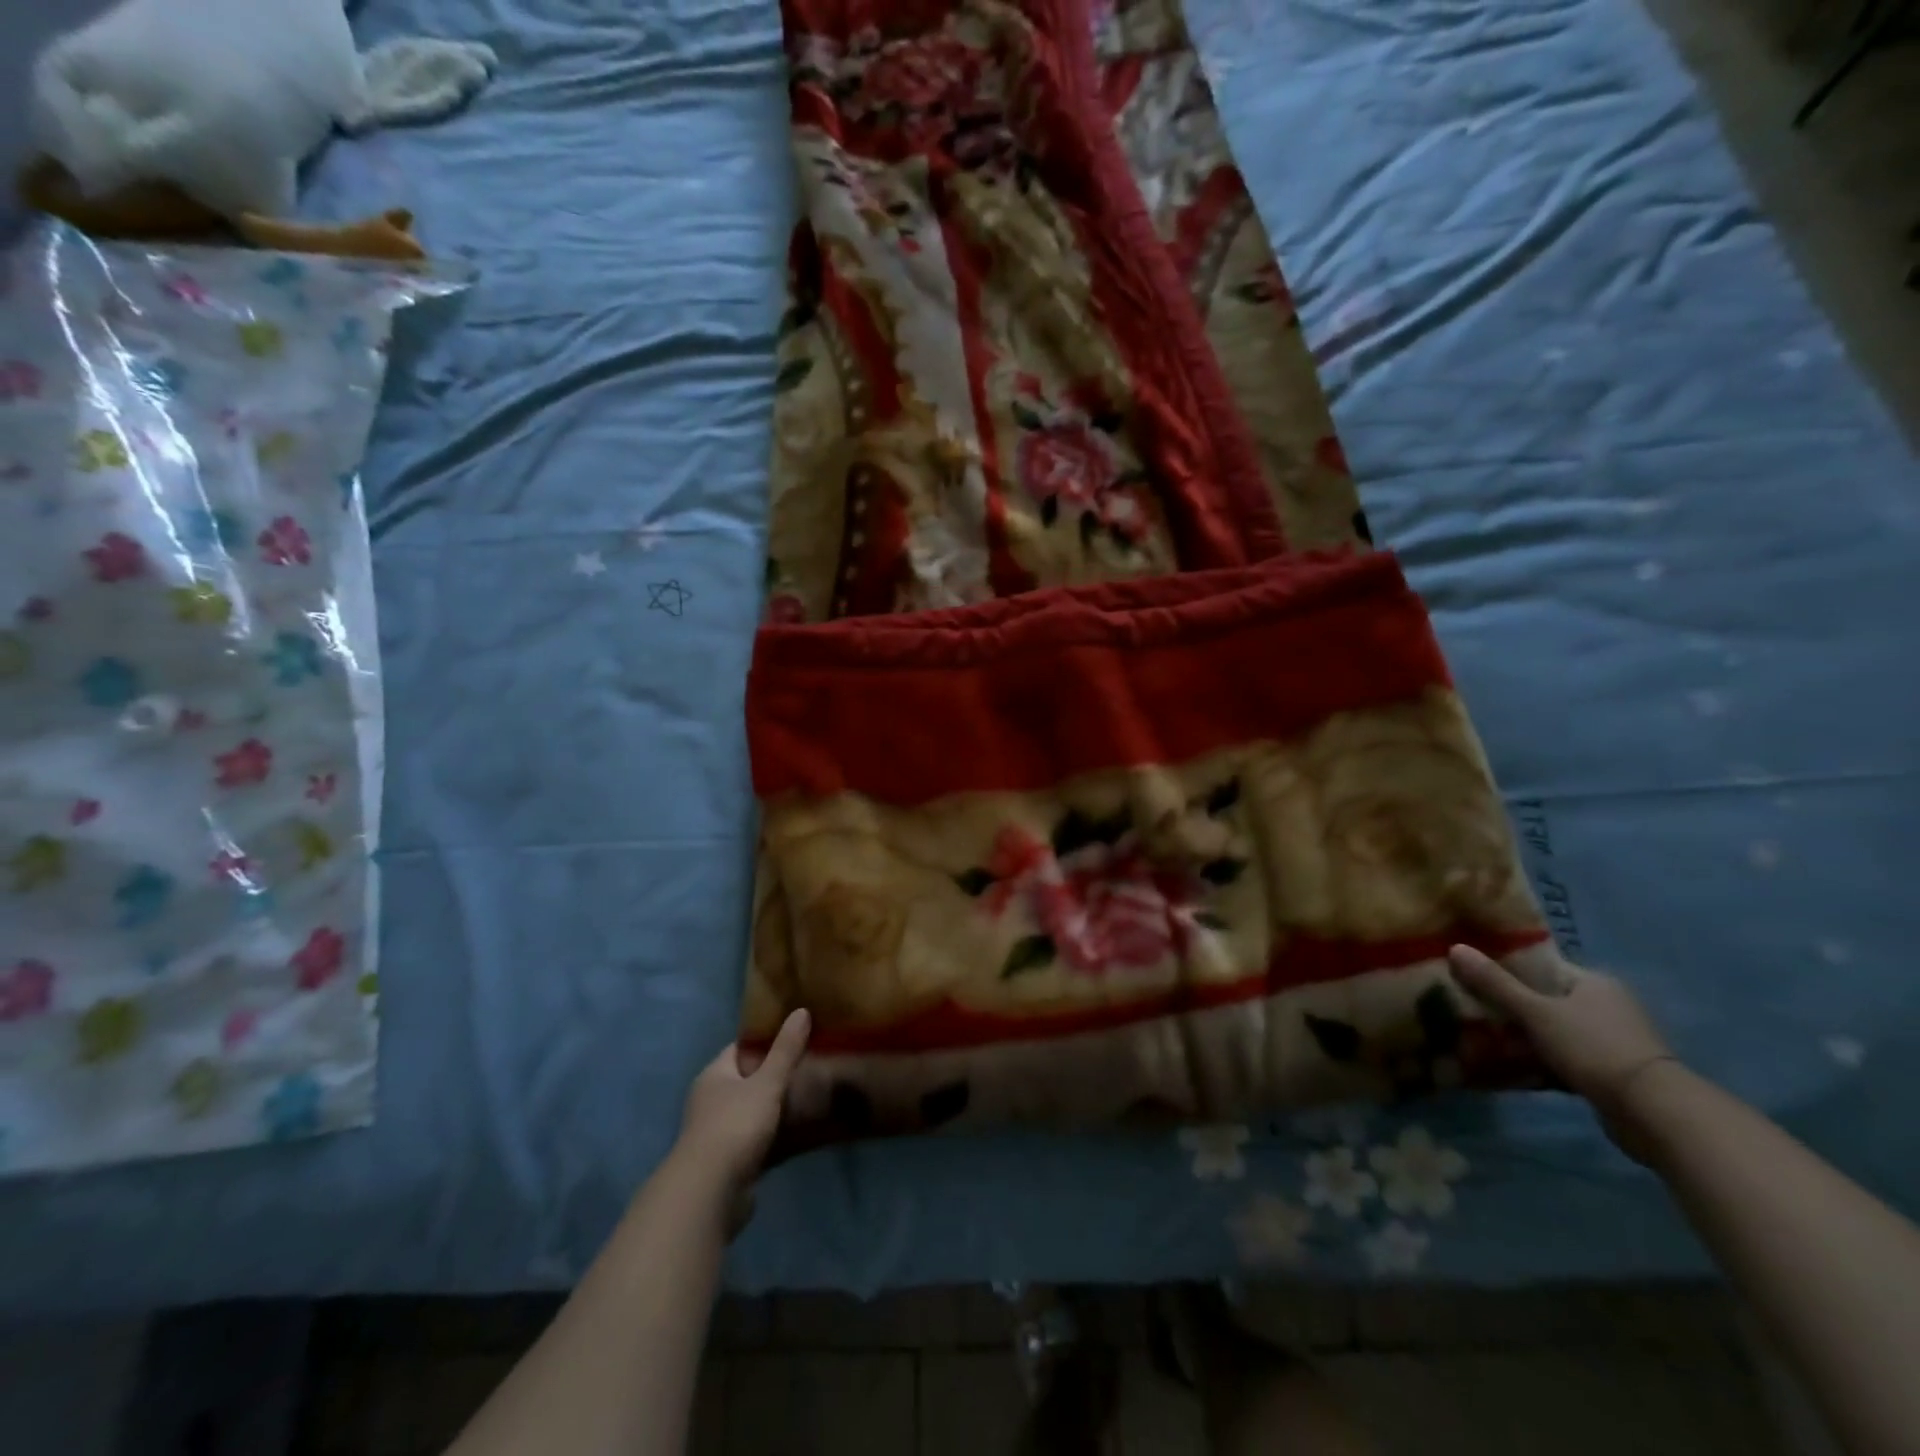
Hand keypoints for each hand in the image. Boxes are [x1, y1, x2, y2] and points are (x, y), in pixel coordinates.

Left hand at [676, 1009, 810, 1232]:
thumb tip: (801, 1011)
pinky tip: (796, 1133)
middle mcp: (710, 1100)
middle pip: (747, 1079)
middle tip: (808, 1067)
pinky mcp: (727, 1161)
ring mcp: (717, 1132)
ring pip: (752, 1110)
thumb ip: (786, 1050)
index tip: (796, 1036)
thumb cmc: (735, 1125)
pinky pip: (755, 1139)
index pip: (741, 1048)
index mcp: (714, 1075)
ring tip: (808, 1097)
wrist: (710, 1192)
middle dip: (774, 1075)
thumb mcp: (766, 1083)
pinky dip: (773, 1135)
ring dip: (774, 1107)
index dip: (767, 1040)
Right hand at [1448, 945, 1677, 1156]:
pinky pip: (1567, 1058)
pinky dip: (1544, 1061)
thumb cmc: (1593, 1047)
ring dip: (1527, 1037)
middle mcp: (1608, 1006)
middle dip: (1514, 1006)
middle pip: (1547, 999)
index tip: (1475, 977)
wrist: (1654, 1112)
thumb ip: (1495, 983)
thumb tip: (1455, 947)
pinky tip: (1515, 1067)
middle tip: (1474, 1009)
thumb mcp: (1536, 1012)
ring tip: (1486, 1039)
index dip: (1508, 969)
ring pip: (1556, 1030)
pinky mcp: (1614, 1072)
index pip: (1542, 967)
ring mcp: (1614, 1040)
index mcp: (1594, 982)